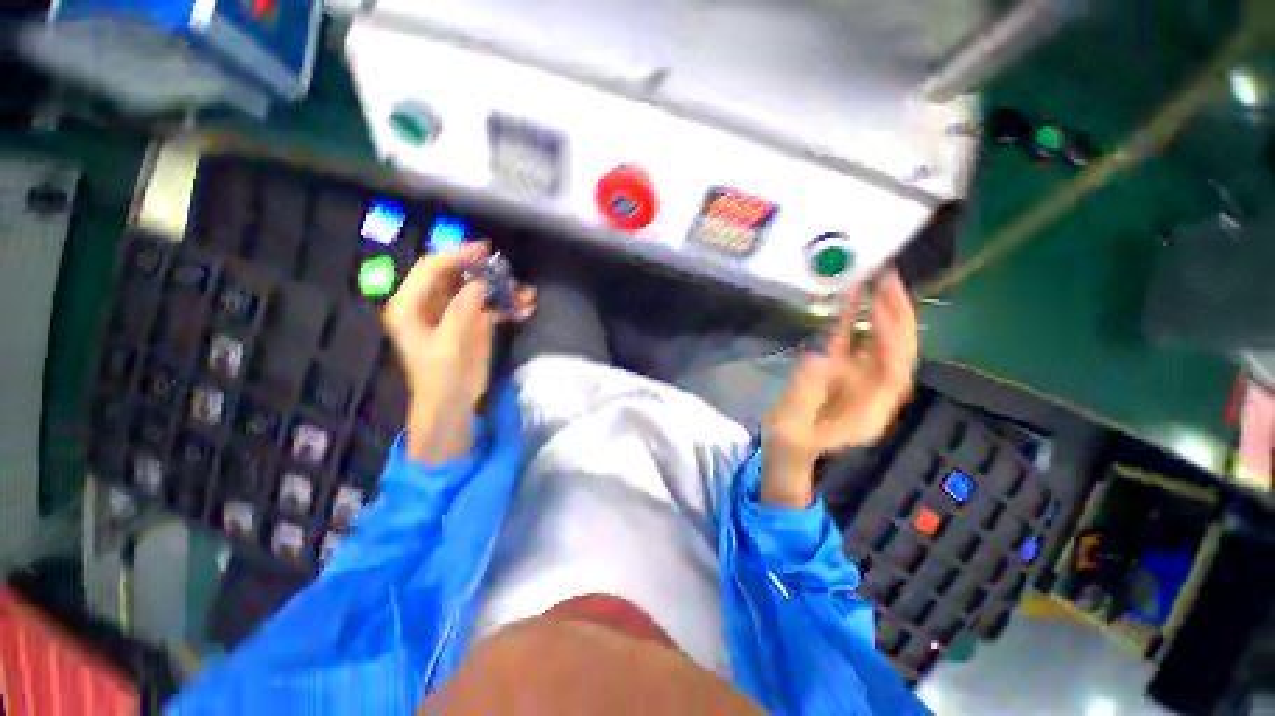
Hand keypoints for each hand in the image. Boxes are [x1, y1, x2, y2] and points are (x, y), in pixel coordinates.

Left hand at [383, 243, 534, 463]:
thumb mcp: (448, 345)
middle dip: (483, 271)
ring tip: (526, 292)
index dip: (456, 256)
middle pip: (456, 275)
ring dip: (501, 289)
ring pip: (477, 289)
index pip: (431, 269)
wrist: (452, 403)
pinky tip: (526, 309)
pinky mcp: (472, 323)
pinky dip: (507, 306)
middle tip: (507, 268)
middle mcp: (430, 303)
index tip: (483, 250)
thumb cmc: (440, 377)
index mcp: (410, 305)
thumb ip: (461, 311)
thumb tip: (479, 283)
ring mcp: (453, 312)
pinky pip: (490, 307)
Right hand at [761, 270, 917, 507]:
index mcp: (869, 412)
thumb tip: (820, 357)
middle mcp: (874, 392)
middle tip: (888, 282)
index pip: (893, 371)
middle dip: (898, 318)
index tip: (879, 309)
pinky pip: (854, 342)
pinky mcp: (843, 371)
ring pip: (881, 344)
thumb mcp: (792, 425)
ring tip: (878, 282)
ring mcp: (860, 379)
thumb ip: (806, 393)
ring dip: (882, 313)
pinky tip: (852, 298)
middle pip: (898, 353)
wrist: (787, 448)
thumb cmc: (790, 442)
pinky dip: (856, 320)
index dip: (892, 340)